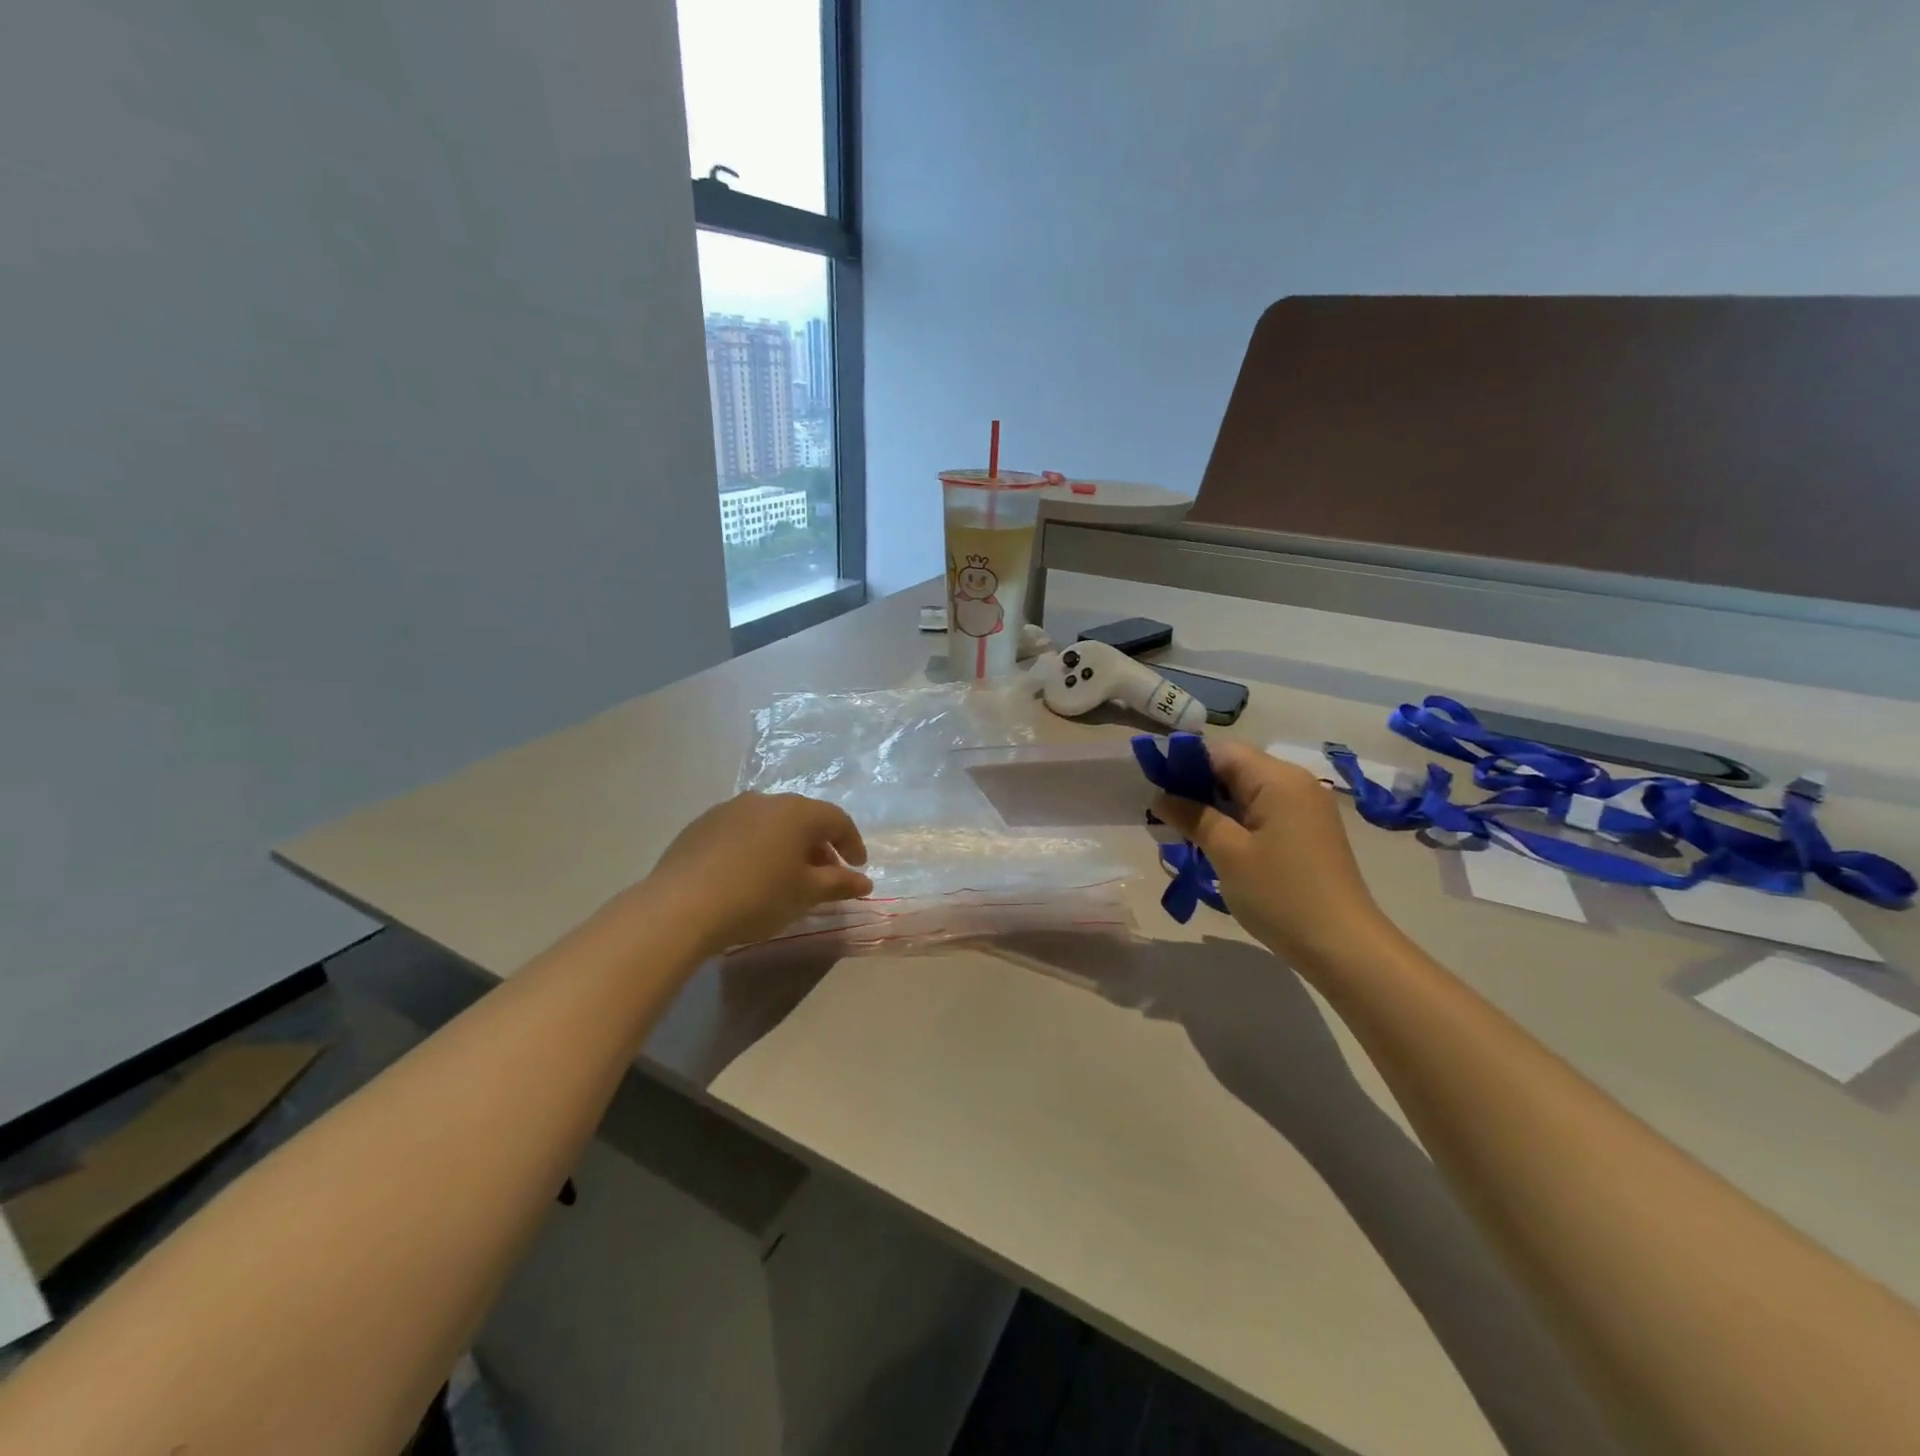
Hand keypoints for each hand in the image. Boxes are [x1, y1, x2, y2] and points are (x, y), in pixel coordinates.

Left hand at [646, 793, 872, 954]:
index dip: (852, 843)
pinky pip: (741, 830)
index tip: (857, 867)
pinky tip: (749, 873)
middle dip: (819, 845)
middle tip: (825, 874)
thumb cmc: (758, 897)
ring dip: (786, 844)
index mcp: (798, 812)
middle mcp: (766, 800)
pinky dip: (756, 846)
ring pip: (771, 822)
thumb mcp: (806, 894)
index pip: (838, 820)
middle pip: (804, 818)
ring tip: (786, 875)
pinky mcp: (702, 824)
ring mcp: (730, 808)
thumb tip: (865, 881)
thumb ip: (839, 884)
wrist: (681, 906)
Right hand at [1150, 740, 1388, 969]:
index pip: (1221, 751)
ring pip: (1248, 792)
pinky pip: (1263, 812)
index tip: (1155, 788)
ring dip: (1214, 806)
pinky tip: (1215, 844)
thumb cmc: (1281, 894)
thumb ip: (1193, 817)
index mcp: (1278, 779)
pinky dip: (1236, 821)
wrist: (1344, 947)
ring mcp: (1306, 809)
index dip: (1185, 763)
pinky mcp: (1308, 832)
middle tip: (1164, 814)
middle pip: (1236, 768)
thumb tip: (1161, 797)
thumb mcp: (1227, 853)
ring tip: (1183, 831)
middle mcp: (1296, 784)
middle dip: (1197, 786)